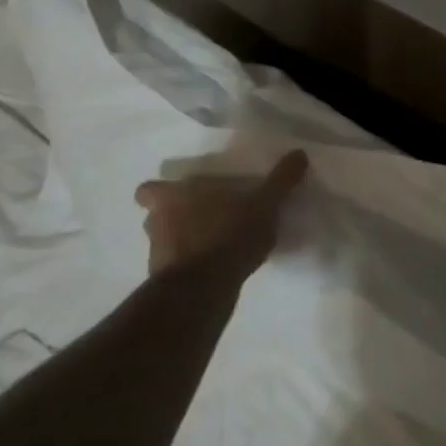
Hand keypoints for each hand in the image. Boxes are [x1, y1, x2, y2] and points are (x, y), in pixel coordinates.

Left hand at [133, 150, 308, 279]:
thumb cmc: (227, 235)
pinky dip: (191, 269)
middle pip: (155, 216)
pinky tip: (215, 271)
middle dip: (175, 217)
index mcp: (173, 197)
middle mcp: (157, 223)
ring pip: (164, 243)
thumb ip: (280, 181)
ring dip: (183, 244)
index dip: (159, 191)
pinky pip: (177, 270)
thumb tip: (299, 153)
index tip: (179, 193)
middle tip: (204, 218)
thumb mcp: (263, 205)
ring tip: (212, 246)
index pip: (147, 190)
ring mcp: (157, 256)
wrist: (203, 292)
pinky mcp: (165, 285)